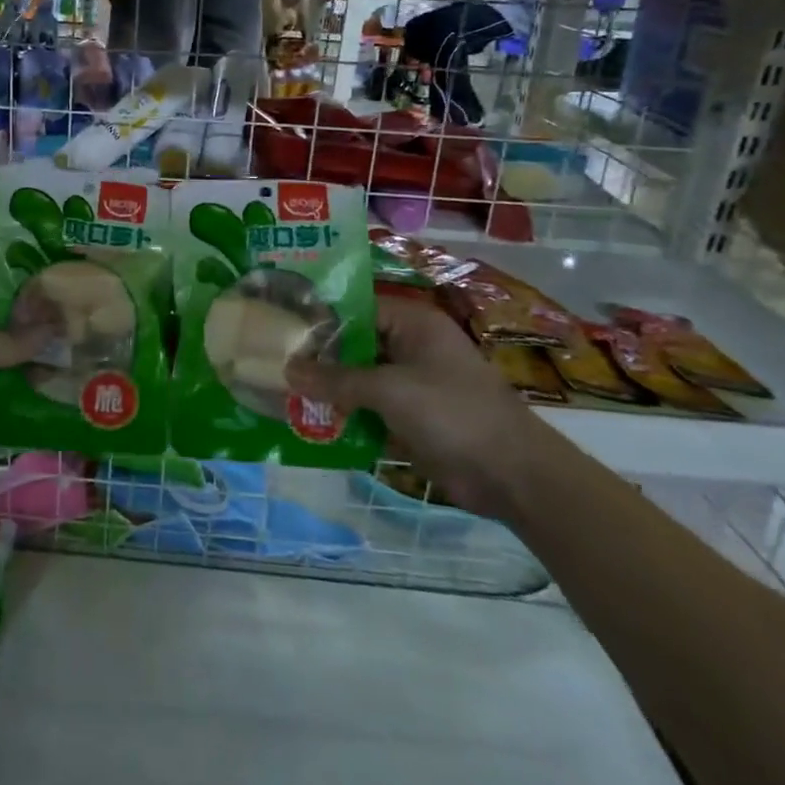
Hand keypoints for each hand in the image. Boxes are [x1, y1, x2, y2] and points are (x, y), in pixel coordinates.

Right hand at [287, 292, 545, 516]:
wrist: (511, 474)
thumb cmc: (452, 412)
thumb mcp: (389, 390)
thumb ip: (337, 380)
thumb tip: (287, 370)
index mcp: (413, 324)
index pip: (356, 309)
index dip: (320, 319)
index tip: (281, 328)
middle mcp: (411, 347)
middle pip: (355, 345)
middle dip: (319, 358)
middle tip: (273, 362)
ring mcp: (412, 384)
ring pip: (360, 379)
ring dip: (330, 389)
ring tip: (282, 392)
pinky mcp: (412, 417)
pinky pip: (370, 408)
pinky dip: (347, 414)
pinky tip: (312, 421)